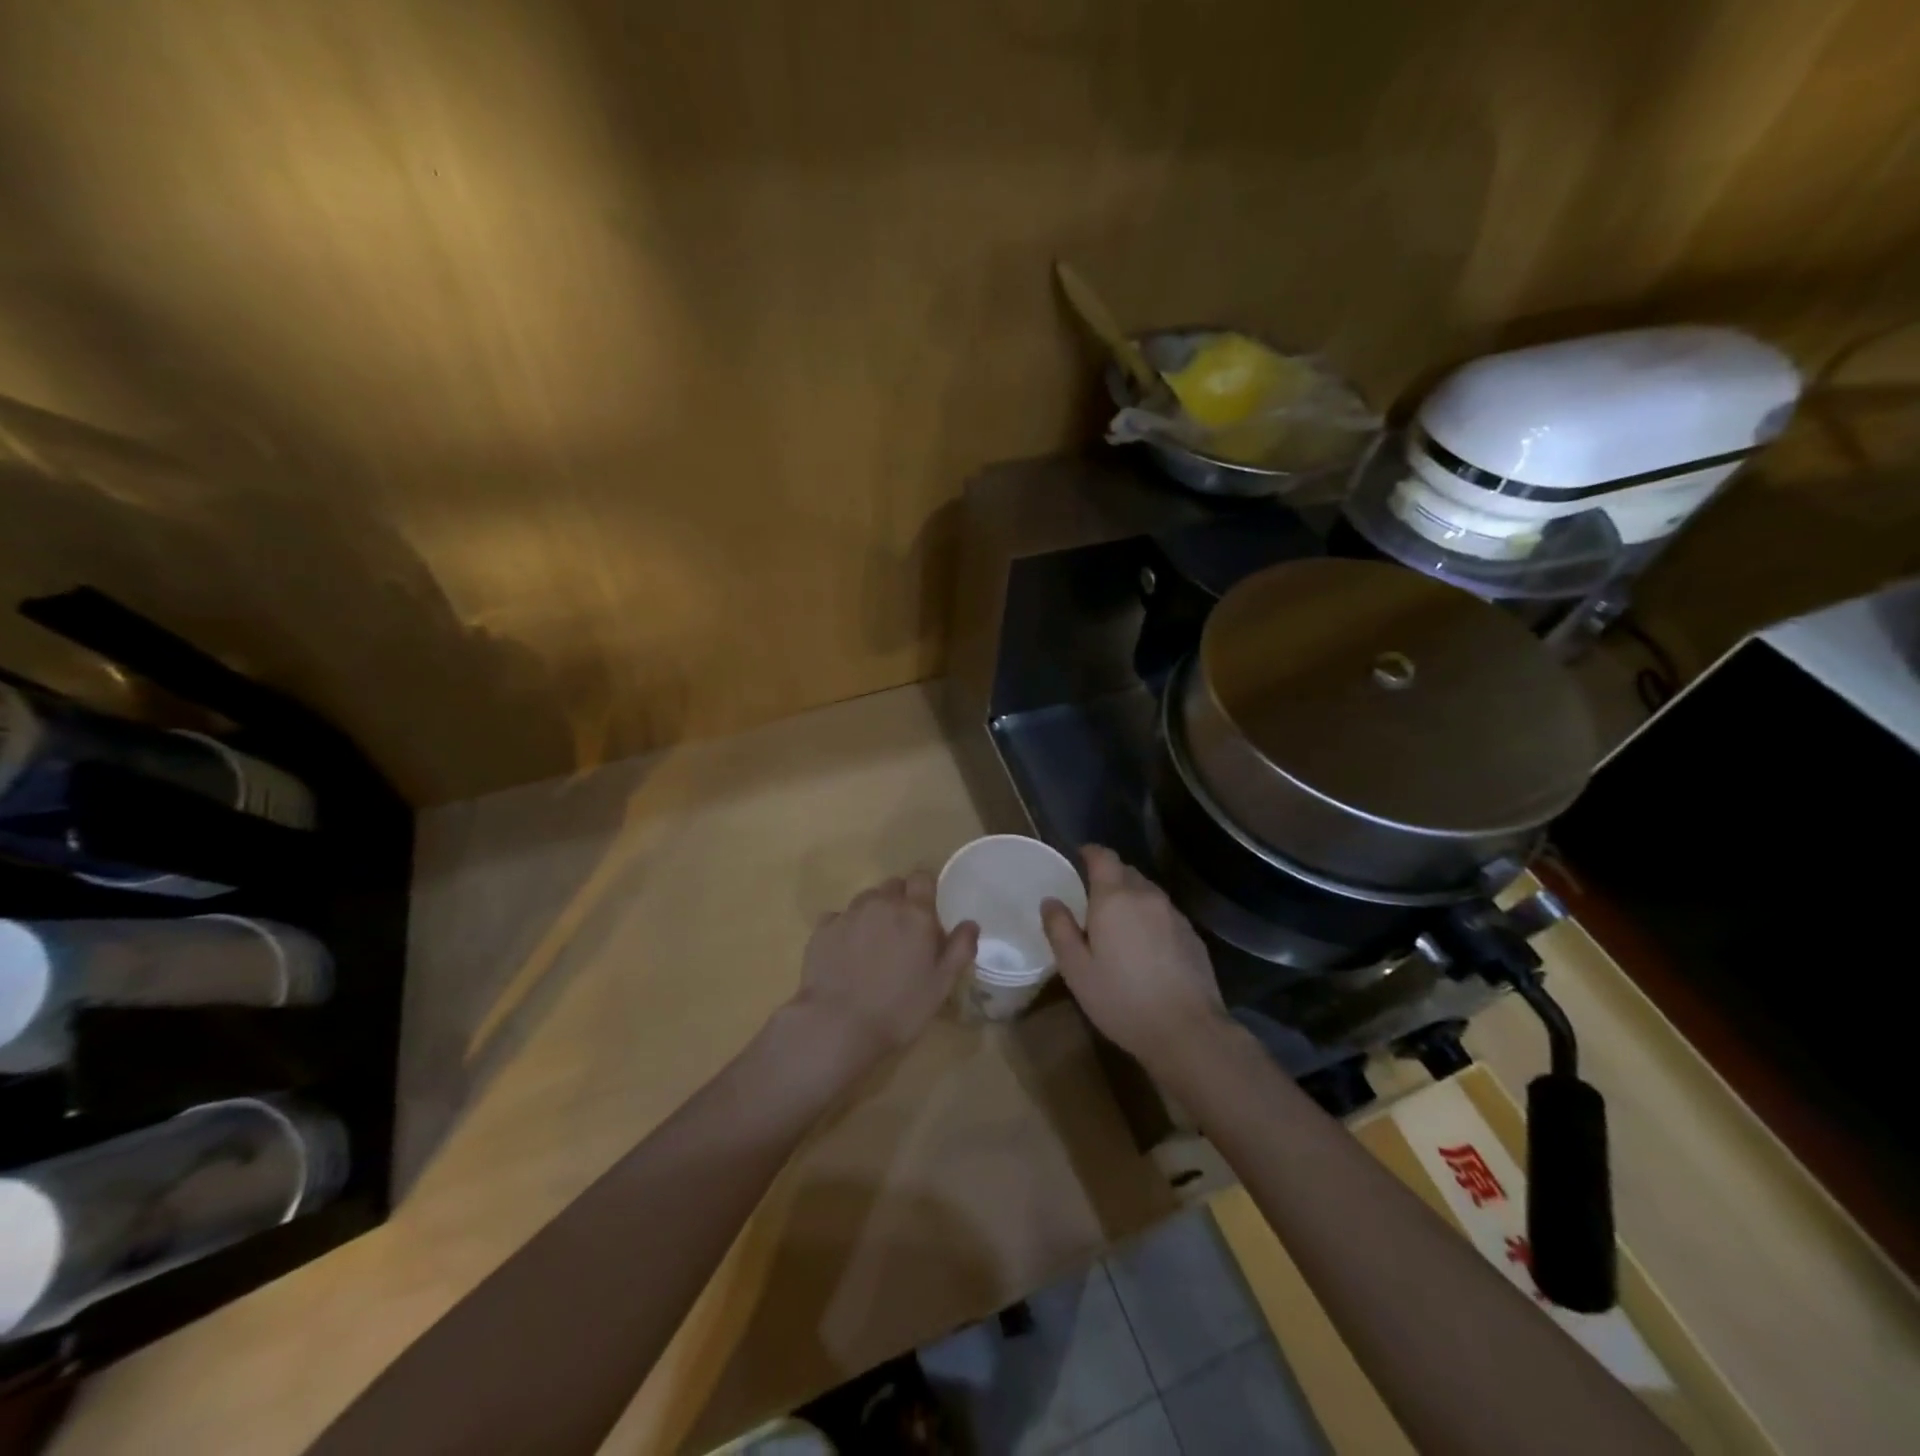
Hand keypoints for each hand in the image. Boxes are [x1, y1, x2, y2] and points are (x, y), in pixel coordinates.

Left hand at [786, 870, 977, 1071]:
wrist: (837, 1024)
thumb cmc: (898, 1008)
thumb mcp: (940, 985)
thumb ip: (959, 949)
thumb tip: (971, 923)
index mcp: (914, 913)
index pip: (922, 878)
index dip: (925, 889)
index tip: (928, 910)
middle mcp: (882, 904)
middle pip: (893, 885)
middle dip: (900, 900)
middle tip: (903, 932)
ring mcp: (849, 914)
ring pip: (866, 899)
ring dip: (873, 912)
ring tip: (873, 944)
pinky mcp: (822, 929)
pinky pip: (839, 917)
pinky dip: (845, 927)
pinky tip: (845, 953)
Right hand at [1042, 845, 1229, 1073]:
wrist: (1187, 1030)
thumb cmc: (1121, 999)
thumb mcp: (1076, 969)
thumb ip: (1060, 929)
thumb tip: (1050, 901)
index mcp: (1114, 898)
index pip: (1103, 857)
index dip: (1090, 852)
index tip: (1079, 856)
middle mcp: (1146, 896)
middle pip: (1126, 871)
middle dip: (1109, 876)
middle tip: (1092, 897)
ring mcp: (1174, 914)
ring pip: (1147, 892)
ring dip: (1130, 897)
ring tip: (1117, 922)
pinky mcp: (1192, 935)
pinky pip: (1164, 913)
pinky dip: (1150, 917)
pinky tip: (1145, 945)